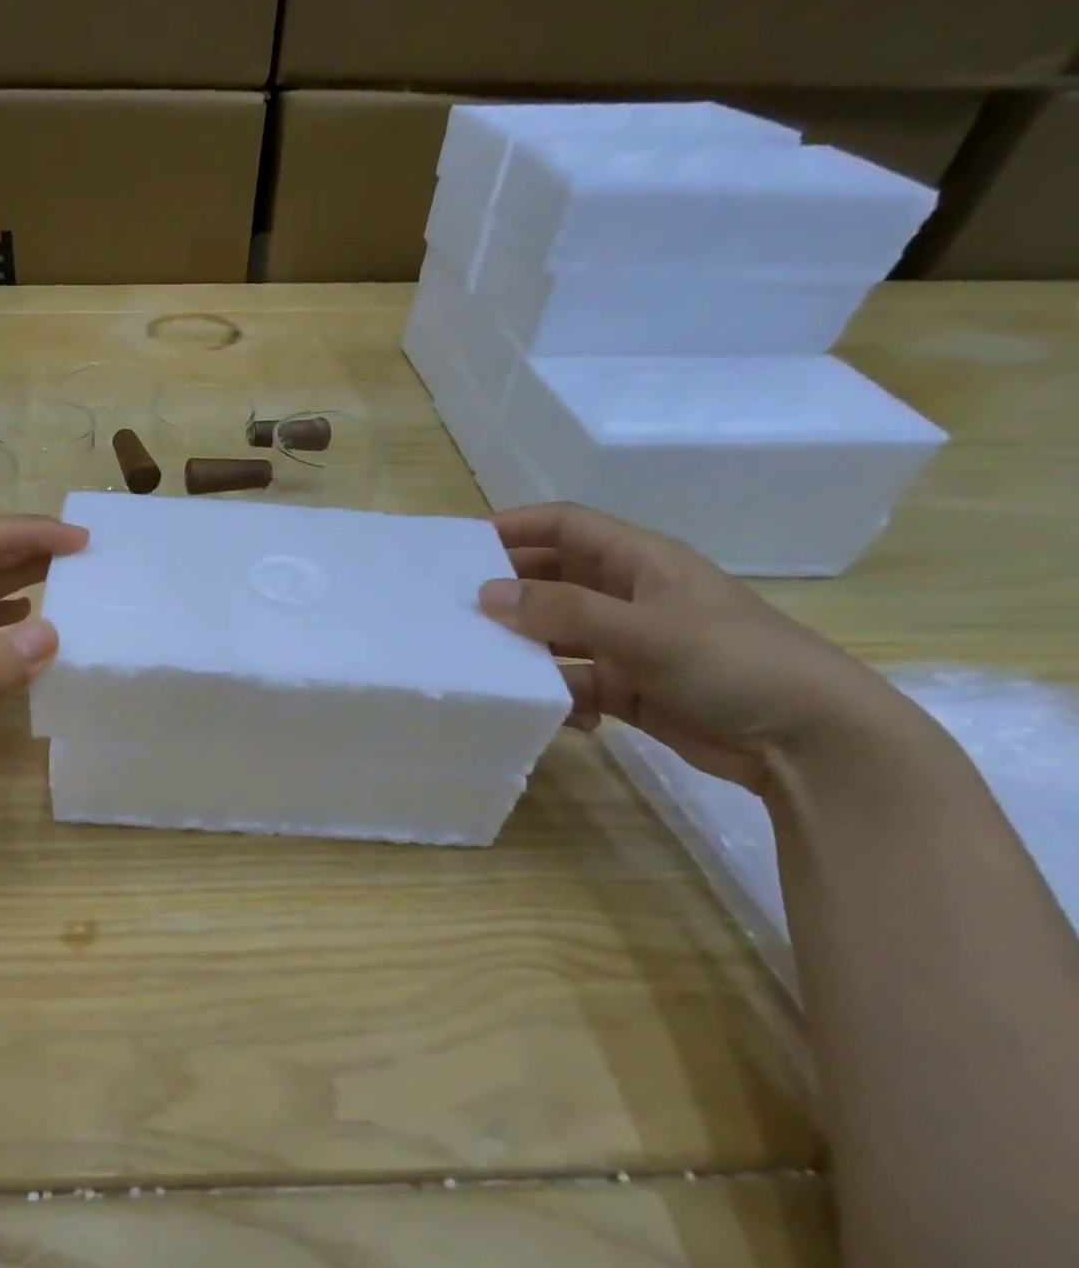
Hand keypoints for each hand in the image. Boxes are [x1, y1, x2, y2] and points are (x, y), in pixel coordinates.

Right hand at [477, 503, 907, 791]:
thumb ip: (562, 611)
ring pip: (557, 636)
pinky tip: (560, 715)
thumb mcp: (644, 630)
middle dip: (510, 593)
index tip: (462, 547)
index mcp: (641, 562)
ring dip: (528, 650)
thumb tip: (486, 594)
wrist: (810, 741)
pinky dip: (561, 696)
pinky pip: (576, 682)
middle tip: (457, 612)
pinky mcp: (631, 687)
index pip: (566, 526)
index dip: (515, 527)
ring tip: (489, 667)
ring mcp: (629, 643)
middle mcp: (629, 596)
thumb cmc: (733, 663)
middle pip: (554, 580)